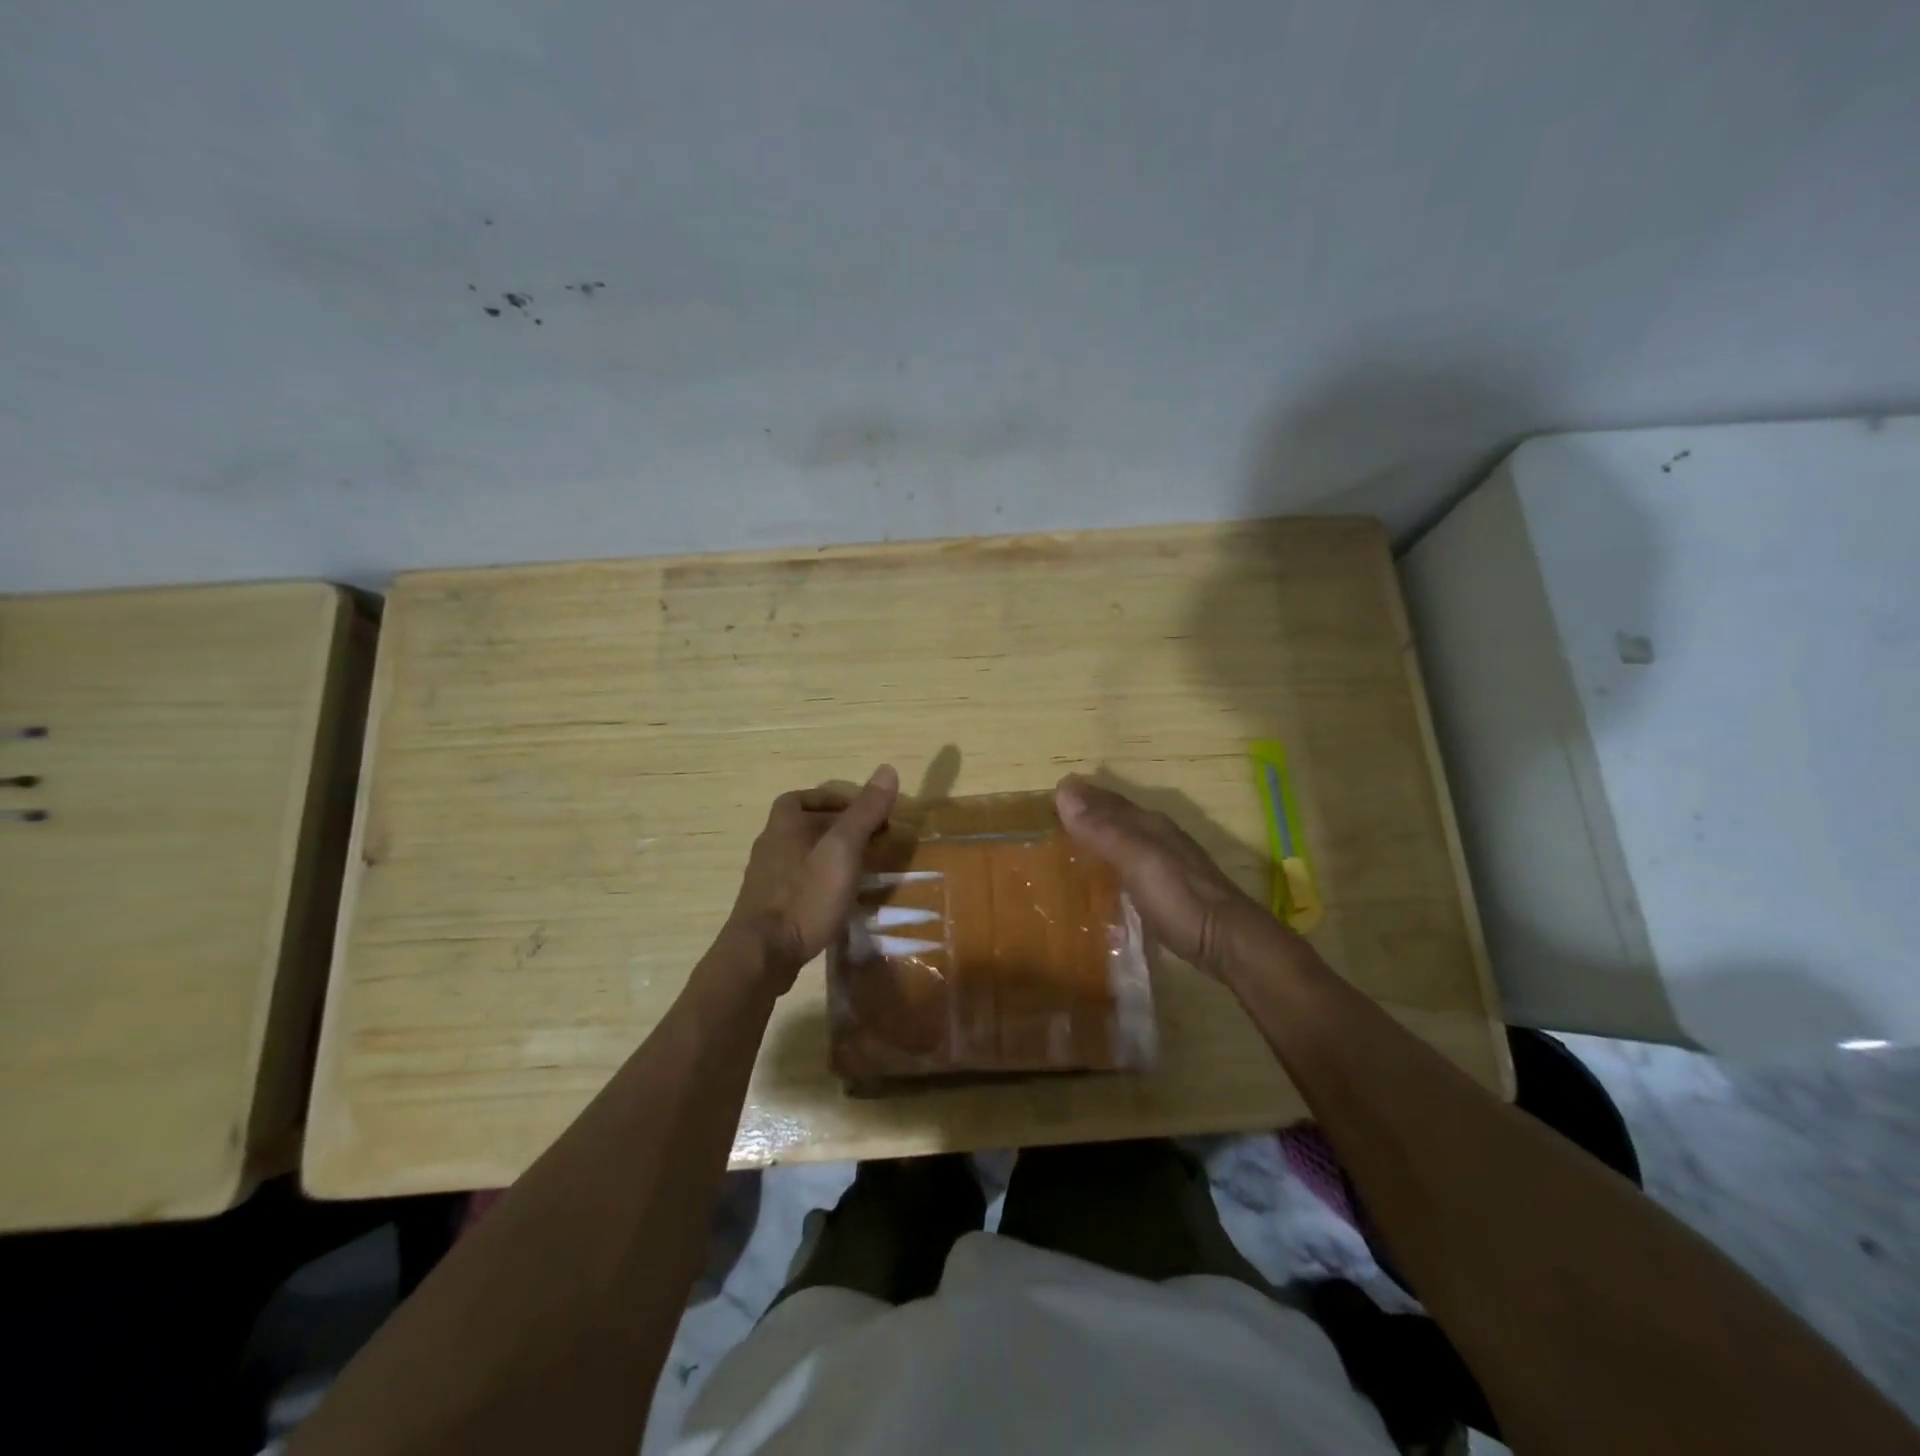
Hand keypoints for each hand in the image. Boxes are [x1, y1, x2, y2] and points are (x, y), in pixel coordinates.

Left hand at [724, 765, 900, 989]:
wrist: (763, 955)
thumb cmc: (805, 896)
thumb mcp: (843, 850)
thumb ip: (864, 812)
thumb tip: (888, 769)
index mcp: (784, 823)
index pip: (805, 797)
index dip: (835, 800)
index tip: (865, 814)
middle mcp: (770, 844)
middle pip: (805, 825)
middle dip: (838, 829)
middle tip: (871, 842)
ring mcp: (766, 877)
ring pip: (802, 854)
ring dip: (830, 856)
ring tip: (860, 869)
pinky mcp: (768, 906)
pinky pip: (798, 881)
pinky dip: (820, 881)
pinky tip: (838, 898)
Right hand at [1054, 775, 1285, 979]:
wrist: (1227, 942)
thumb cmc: (1179, 897)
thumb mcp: (1137, 859)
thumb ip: (1103, 829)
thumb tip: (1064, 789)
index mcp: (1149, 824)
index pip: (1107, 801)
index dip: (1080, 797)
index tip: (1046, 799)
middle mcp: (1158, 837)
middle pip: (1116, 819)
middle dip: (1087, 816)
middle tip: (1049, 824)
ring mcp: (1166, 865)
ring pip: (1124, 841)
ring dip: (1098, 840)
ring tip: (1067, 850)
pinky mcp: (1168, 891)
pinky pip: (1130, 867)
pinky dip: (1111, 865)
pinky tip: (1102, 881)